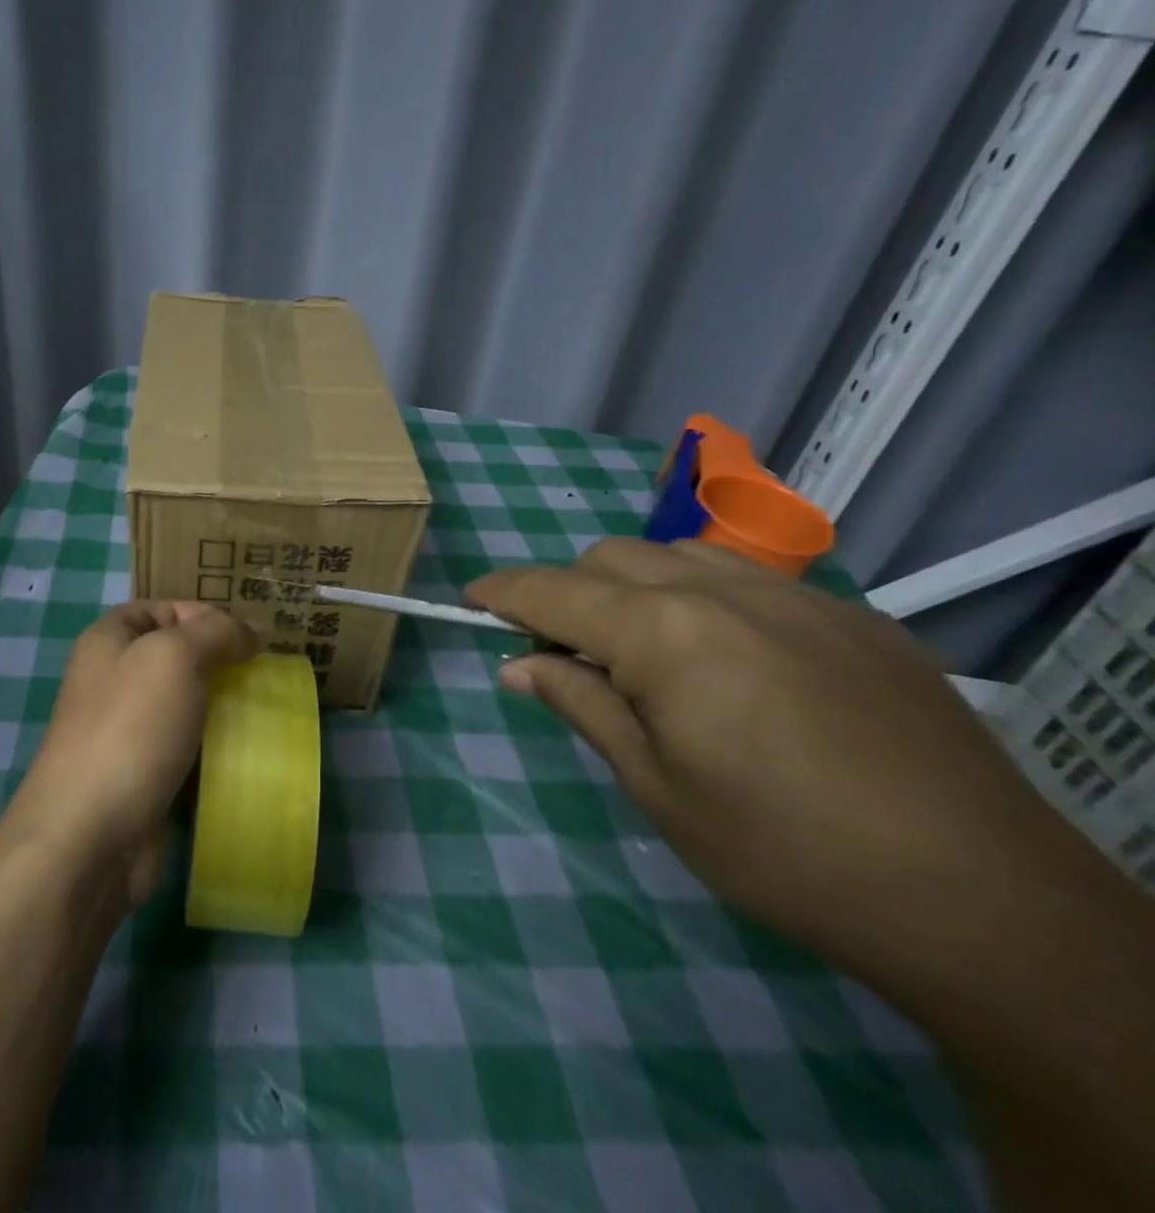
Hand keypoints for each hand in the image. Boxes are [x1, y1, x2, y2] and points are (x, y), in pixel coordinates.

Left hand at [0, 601, 257, 906]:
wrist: (89, 835)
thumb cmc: (130, 729)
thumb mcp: (175, 656)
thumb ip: (215, 631)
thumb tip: (247, 633)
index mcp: (109, 640)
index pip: (162, 608)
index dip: (204, 614)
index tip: (248, 638)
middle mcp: (113, 679)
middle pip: (176, 657)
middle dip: (220, 663)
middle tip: (262, 675)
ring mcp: (126, 731)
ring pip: (185, 705)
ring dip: (222, 708)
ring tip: (262, 712)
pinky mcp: (142, 776)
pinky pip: (186, 750)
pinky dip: (214, 750)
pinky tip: (245, 755)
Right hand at [464, 539, 1091, 973]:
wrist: (979, 898)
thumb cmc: (781, 849)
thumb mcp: (655, 785)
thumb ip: (579, 704)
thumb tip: (517, 665)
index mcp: (662, 632)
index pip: (551, 591)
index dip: (501, 591)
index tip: (471, 599)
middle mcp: (720, 589)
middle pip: (609, 557)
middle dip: (568, 591)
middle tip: (565, 654)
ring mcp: (794, 594)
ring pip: (677, 552)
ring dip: (634, 584)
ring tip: (645, 649)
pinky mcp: (851, 615)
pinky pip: (748, 576)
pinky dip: (703, 594)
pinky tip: (730, 658)